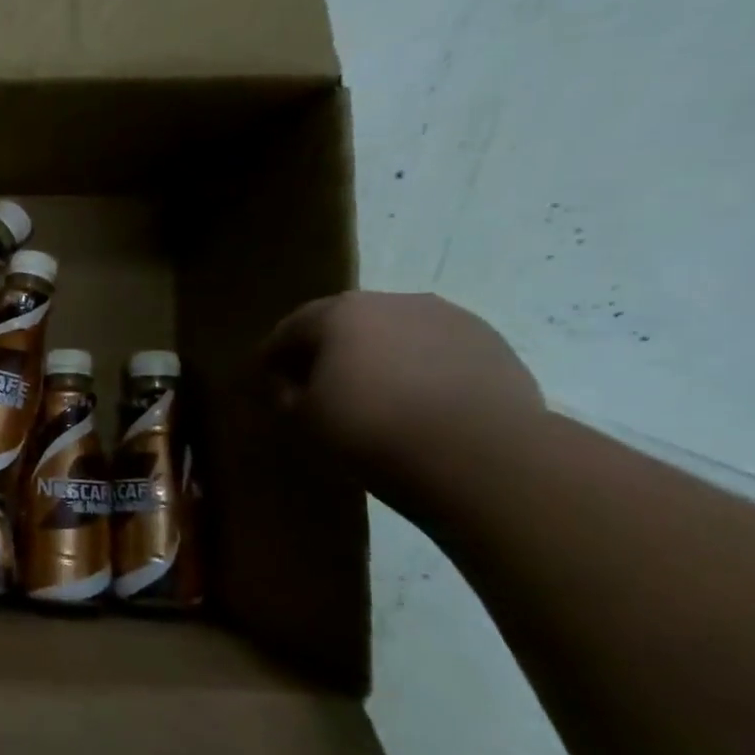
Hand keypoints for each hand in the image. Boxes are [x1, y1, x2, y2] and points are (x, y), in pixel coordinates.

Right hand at [260, 292, 543, 508]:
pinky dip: (418, 368)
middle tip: (317, 385)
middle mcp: (391, 301)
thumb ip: (286, 394)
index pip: (290, 329)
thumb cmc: (371, 428)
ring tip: (373, 393)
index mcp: (338, 313)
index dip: (273, 355)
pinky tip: (417, 400)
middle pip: (345, 323)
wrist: (479, 453)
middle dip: (328, 350)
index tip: (265, 380)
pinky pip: (435, 350)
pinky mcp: (490, 342)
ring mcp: (447, 317)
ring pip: (395, 333)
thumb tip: (288, 384)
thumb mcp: (303, 418)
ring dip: (378, 356)